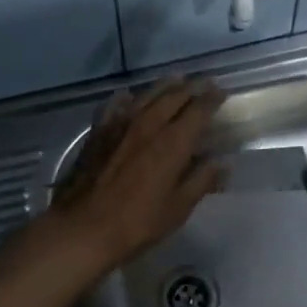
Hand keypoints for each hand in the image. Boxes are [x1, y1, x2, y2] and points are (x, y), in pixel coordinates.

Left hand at [51, 79, 227, 266]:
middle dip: (192, 87)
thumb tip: (223, 163)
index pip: (199, 110)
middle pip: (174, 96)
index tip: (222, 92)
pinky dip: (127, 98)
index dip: (213, 99)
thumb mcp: (178, 208)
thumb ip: (202, 181)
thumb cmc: (137, 222)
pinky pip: (115, 105)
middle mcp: (149, 124)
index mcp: (173, 141)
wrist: (84, 227)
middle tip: (204, 83)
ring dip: (164, 86)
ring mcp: (121, 124)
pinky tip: (128, 96)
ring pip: (147, 95)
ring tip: (175, 79)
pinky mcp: (99, 131)